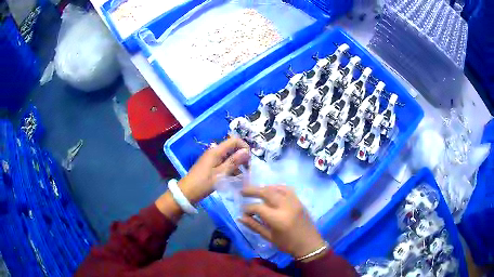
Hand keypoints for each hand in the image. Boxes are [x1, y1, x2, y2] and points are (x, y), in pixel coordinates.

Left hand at [178, 138, 249, 203]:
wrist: (187, 192)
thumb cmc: (204, 183)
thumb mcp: (221, 174)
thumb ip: (234, 161)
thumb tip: (246, 151)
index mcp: (216, 151)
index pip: (235, 140)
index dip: (244, 147)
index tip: (249, 160)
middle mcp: (215, 151)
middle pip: (233, 148)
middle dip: (242, 157)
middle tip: (248, 170)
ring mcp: (212, 158)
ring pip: (229, 157)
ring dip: (237, 164)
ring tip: (243, 177)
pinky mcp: (211, 165)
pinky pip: (224, 163)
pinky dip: (231, 169)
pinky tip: (235, 178)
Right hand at [240, 185, 325, 260]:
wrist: (309, 244)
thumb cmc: (287, 244)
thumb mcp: (269, 237)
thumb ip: (254, 225)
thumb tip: (240, 217)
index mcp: (277, 219)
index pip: (258, 207)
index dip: (248, 208)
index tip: (243, 211)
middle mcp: (286, 206)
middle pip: (267, 192)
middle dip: (252, 190)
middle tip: (242, 191)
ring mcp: (294, 202)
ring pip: (277, 188)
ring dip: (264, 188)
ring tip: (255, 191)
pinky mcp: (299, 201)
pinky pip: (287, 189)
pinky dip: (277, 187)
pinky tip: (271, 190)